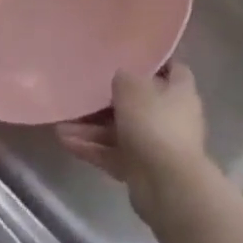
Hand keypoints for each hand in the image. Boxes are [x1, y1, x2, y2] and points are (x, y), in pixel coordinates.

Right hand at [56, 63, 210, 225]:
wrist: (168, 185)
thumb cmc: (154, 123)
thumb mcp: (132, 86)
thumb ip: (123, 76)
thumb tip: (121, 78)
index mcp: (180, 92)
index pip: (172, 69)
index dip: (153, 62)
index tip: (127, 57)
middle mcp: (172, 117)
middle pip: (138, 103)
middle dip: (108, 100)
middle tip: (81, 93)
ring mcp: (157, 146)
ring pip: (120, 131)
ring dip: (92, 128)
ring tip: (62, 124)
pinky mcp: (142, 170)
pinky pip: (113, 154)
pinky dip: (93, 148)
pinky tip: (65, 141)